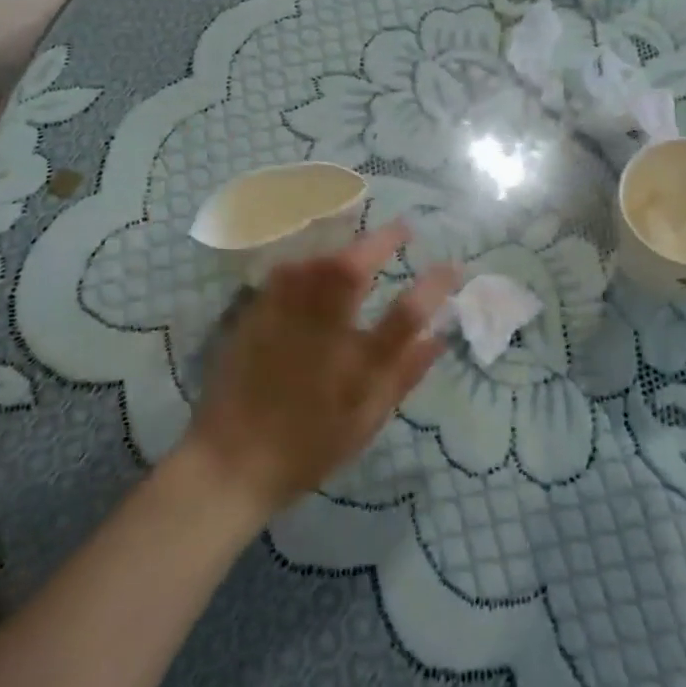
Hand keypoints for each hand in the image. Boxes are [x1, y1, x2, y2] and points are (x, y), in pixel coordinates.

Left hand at [183, 223, 459, 519]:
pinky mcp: (256, 314)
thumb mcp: (366, 420)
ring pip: (316, 262)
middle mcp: (321, 331)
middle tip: (404, 227)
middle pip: (353, 269)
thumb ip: (404, 375)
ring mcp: (284, 317)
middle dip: (382, 241)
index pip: (406, 314)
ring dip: (344, 245)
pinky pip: (288, 271)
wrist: (232, 459)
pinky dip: (310, 259)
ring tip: (362, 243)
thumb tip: (439, 338)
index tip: (453, 266)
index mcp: (356, 364)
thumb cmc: (308, 446)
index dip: (434, 286)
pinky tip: (317, 262)